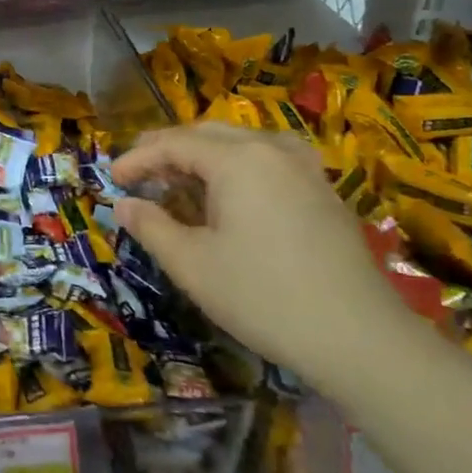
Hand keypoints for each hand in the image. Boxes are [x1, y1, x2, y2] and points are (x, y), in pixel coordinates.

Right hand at [112, 124, 419, 390]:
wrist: (359, 338)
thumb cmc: (262, 296)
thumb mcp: (191, 264)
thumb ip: (150, 226)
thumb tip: (124, 205)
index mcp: (238, 159)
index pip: (174, 144)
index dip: (137, 159)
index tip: (112, 180)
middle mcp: (272, 150)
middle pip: (208, 134)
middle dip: (169, 149)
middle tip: (139, 172)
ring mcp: (305, 169)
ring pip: (242, 142)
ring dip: (205, 154)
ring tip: (182, 179)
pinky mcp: (324, 193)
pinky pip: (270, 160)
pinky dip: (238, 166)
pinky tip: (232, 194)